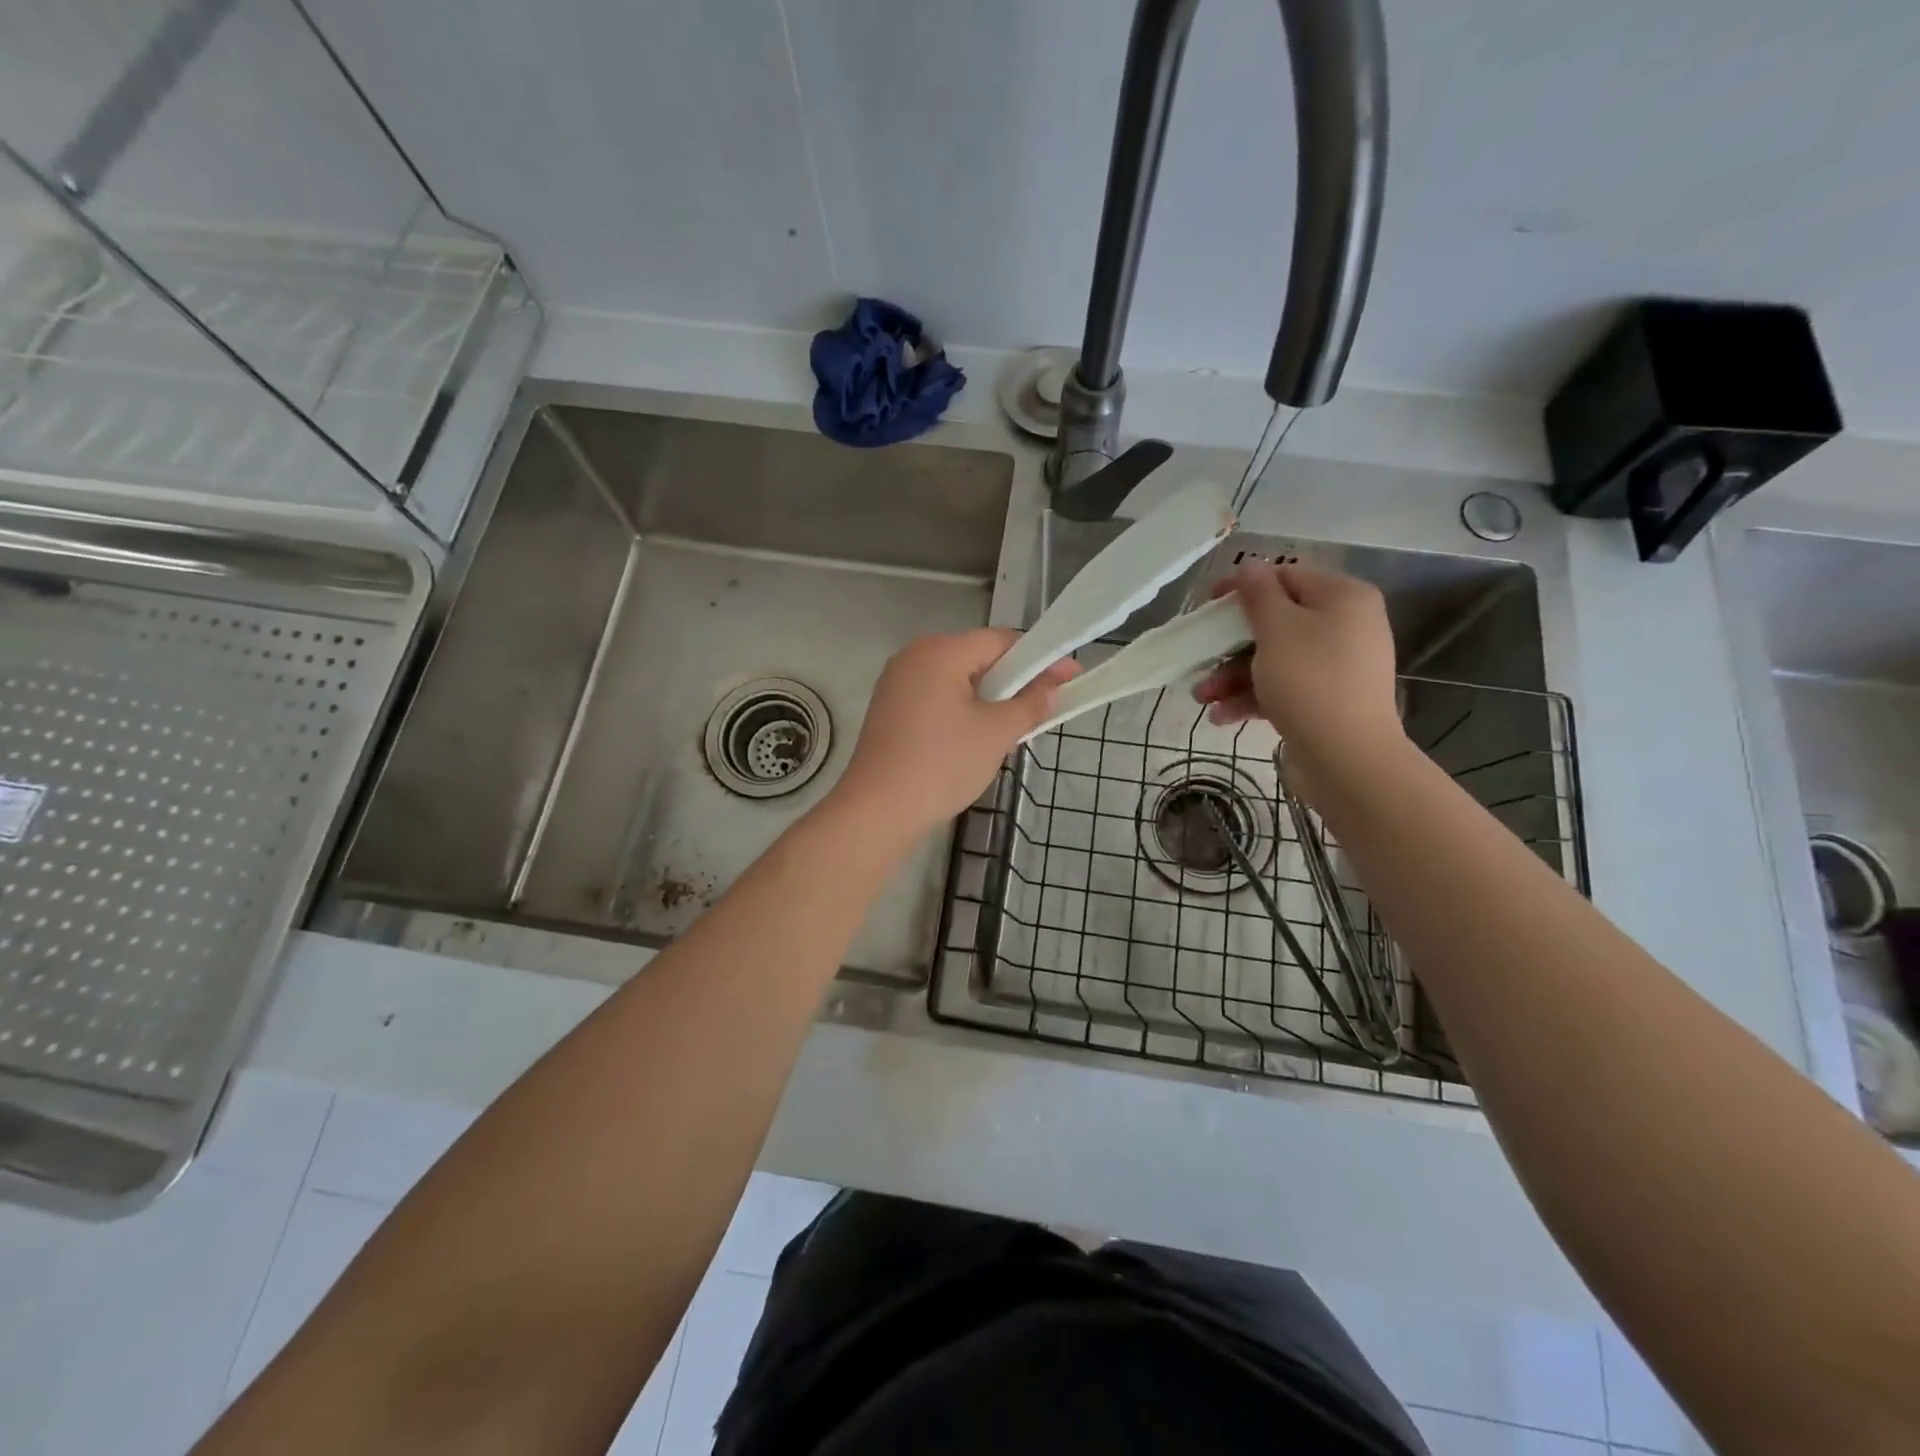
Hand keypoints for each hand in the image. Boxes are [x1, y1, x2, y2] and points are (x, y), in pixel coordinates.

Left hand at [830, 628, 1077, 840]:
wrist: (877, 811)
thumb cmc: (941, 765)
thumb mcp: (996, 734)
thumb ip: (1030, 705)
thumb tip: (1053, 689)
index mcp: (939, 652)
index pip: (1001, 641)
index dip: (1041, 658)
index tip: (1071, 676)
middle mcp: (914, 657)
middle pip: (977, 656)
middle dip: (1015, 678)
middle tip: (1048, 702)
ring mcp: (897, 683)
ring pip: (958, 679)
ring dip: (990, 695)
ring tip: (1017, 721)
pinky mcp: (890, 708)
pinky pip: (938, 696)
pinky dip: (964, 707)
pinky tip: (979, 733)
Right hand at [1192, 560, 1404, 791]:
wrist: (1347, 757)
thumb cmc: (1310, 680)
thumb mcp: (1277, 629)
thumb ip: (1258, 595)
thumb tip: (1250, 566)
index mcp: (1342, 597)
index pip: (1286, 577)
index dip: (1244, 587)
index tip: (1207, 605)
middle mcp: (1345, 626)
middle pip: (1276, 622)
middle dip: (1230, 645)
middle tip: (1200, 657)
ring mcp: (1336, 666)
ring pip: (1273, 659)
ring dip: (1233, 676)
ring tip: (1202, 697)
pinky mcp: (1326, 700)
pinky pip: (1283, 688)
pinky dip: (1252, 697)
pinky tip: (1222, 716)